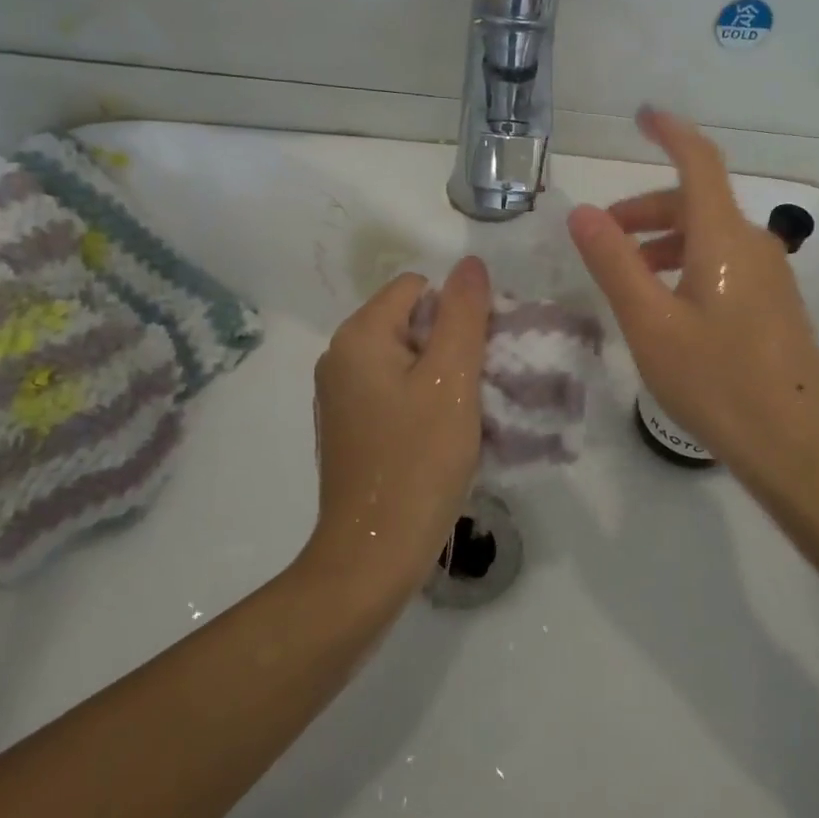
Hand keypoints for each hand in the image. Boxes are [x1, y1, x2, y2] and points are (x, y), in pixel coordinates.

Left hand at [302, 256, 491, 601]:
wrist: (373, 554)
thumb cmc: (418, 460)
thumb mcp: (452, 379)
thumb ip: (464, 314)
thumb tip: (470, 263)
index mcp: (358, 336)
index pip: (418, 288)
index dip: (456, 311)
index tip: (478, 355)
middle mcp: (339, 356)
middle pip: (410, 320)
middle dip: (449, 344)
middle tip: (476, 386)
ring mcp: (340, 394)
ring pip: (405, 357)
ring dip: (440, 375)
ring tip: (462, 413)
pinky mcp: (349, 426)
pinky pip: (393, 389)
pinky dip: (421, 400)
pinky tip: (439, 435)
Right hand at [567, 107, 818, 480]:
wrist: (794, 445)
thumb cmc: (715, 380)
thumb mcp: (649, 323)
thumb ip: (614, 263)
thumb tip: (582, 213)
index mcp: (723, 238)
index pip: (699, 162)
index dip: (670, 133)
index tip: (642, 116)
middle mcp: (753, 244)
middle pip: (696, 203)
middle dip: (646, 210)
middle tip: (605, 236)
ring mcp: (771, 275)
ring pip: (709, 235)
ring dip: (664, 241)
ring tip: (629, 275)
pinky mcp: (775, 303)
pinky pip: (725, 262)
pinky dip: (688, 263)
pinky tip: (668, 304)